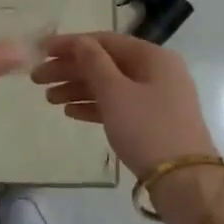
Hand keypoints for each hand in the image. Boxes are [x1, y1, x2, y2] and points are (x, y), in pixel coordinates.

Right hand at [31, 33, 216, 177]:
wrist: (186, 183)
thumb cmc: (148, 129)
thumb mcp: (116, 93)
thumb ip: (94, 63)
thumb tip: (79, 40)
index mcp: (152, 56)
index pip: (104, 41)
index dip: (71, 44)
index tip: (41, 51)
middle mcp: (157, 71)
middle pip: (106, 63)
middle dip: (71, 69)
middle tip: (37, 79)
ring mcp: (156, 98)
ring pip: (110, 85)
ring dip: (78, 88)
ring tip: (49, 99)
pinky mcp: (153, 122)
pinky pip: (118, 105)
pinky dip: (94, 106)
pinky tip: (70, 112)